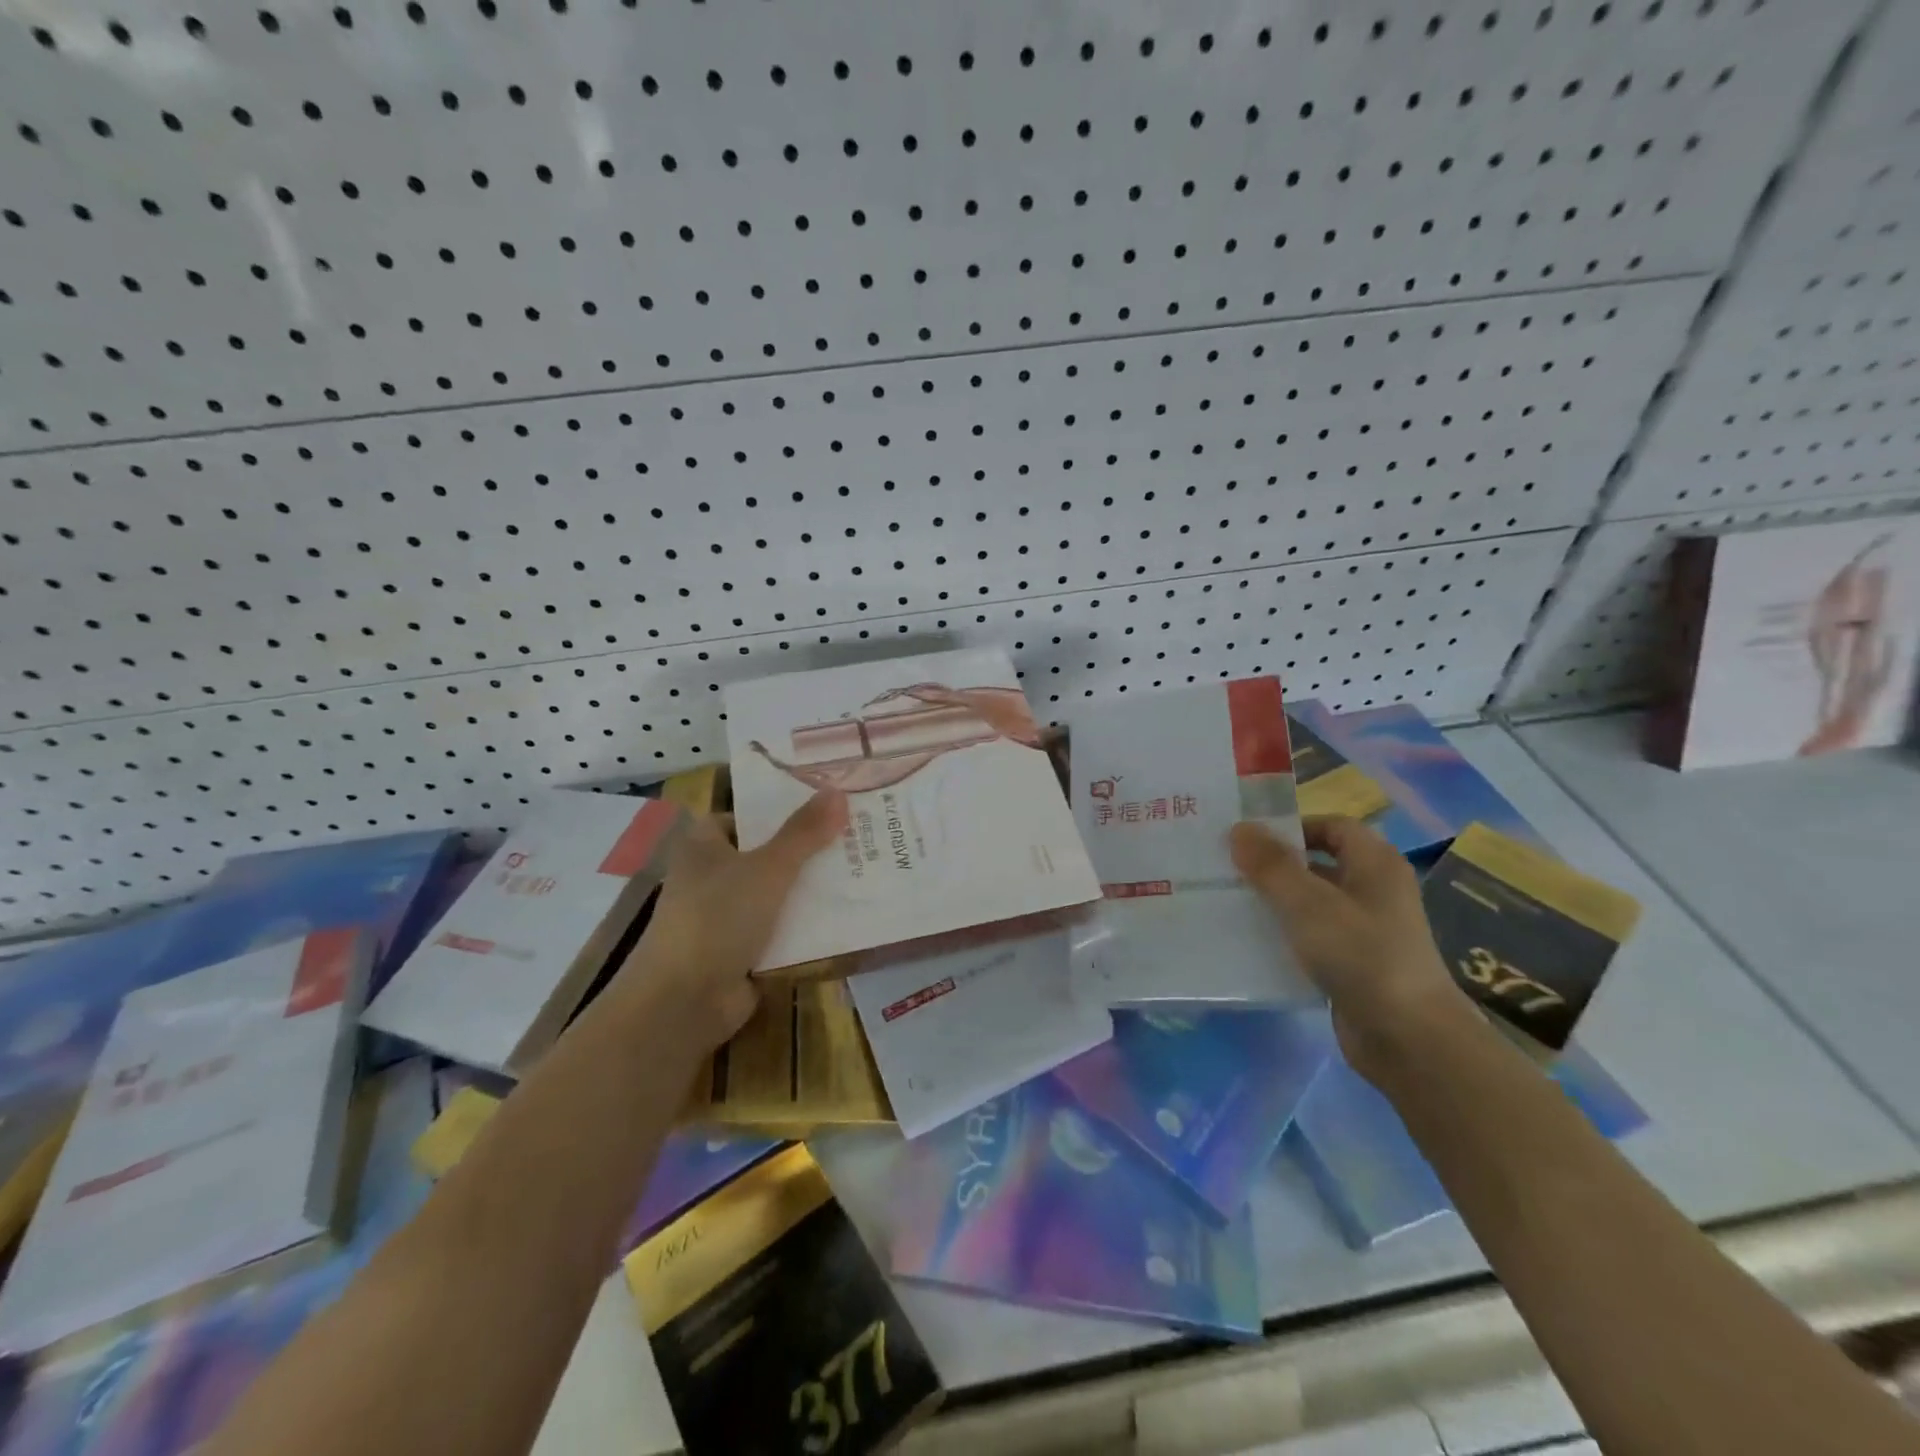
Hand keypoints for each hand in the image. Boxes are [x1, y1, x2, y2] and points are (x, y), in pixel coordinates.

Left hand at [624, 789, 847, 1049]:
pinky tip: (846, 916)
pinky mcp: (741, 952)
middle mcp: (711, 877)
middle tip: (856, 835)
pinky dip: (806, 926)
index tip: (825, 805)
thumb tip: (838, 791)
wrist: (684, 1002)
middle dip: (807, 849)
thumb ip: (804, 833)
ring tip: (862, 870)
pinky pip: (780, 929)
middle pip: (767, 853)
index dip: (781, 809)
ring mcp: (725, 917)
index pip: (745, 816)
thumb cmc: (718, 919)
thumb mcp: (768, 868)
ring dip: (811, 889)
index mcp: (704, 846)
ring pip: (777, 893)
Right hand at [1229, 815, 1475, 1086]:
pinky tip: (1250, 942)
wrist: (1408, 1038)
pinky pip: (1312, 938)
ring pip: (1311, 903)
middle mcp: (1374, 891)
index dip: (1292, 827)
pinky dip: (1284, 936)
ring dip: (1275, 901)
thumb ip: (1271, 865)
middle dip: (1274, 865)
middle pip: (1318, 863)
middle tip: (1226, 867)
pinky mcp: (1353, 965)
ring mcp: (1365, 930)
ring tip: (1227, 901)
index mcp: (1375, 864)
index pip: (1331, 826)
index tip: (1247, 838)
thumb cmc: (1361, 955)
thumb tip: (1239, 828)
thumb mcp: (1308, 903)